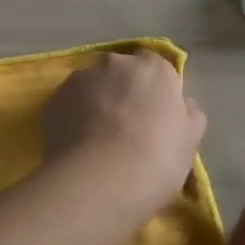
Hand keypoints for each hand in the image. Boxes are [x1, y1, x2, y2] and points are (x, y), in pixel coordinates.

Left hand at [42, 51, 206, 213]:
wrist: (100, 181)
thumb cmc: (156, 160)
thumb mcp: (190, 141)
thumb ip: (189, 114)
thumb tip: (183, 104)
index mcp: (154, 68)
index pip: (155, 67)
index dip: (155, 89)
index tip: (154, 114)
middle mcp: (115, 63)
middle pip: (121, 72)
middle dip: (123, 90)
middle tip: (126, 126)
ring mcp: (81, 78)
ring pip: (92, 85)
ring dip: (96, 101)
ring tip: (97, 139)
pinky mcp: (54, 98)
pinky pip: (69, 103)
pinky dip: (73, 116)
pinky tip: (78, 144)